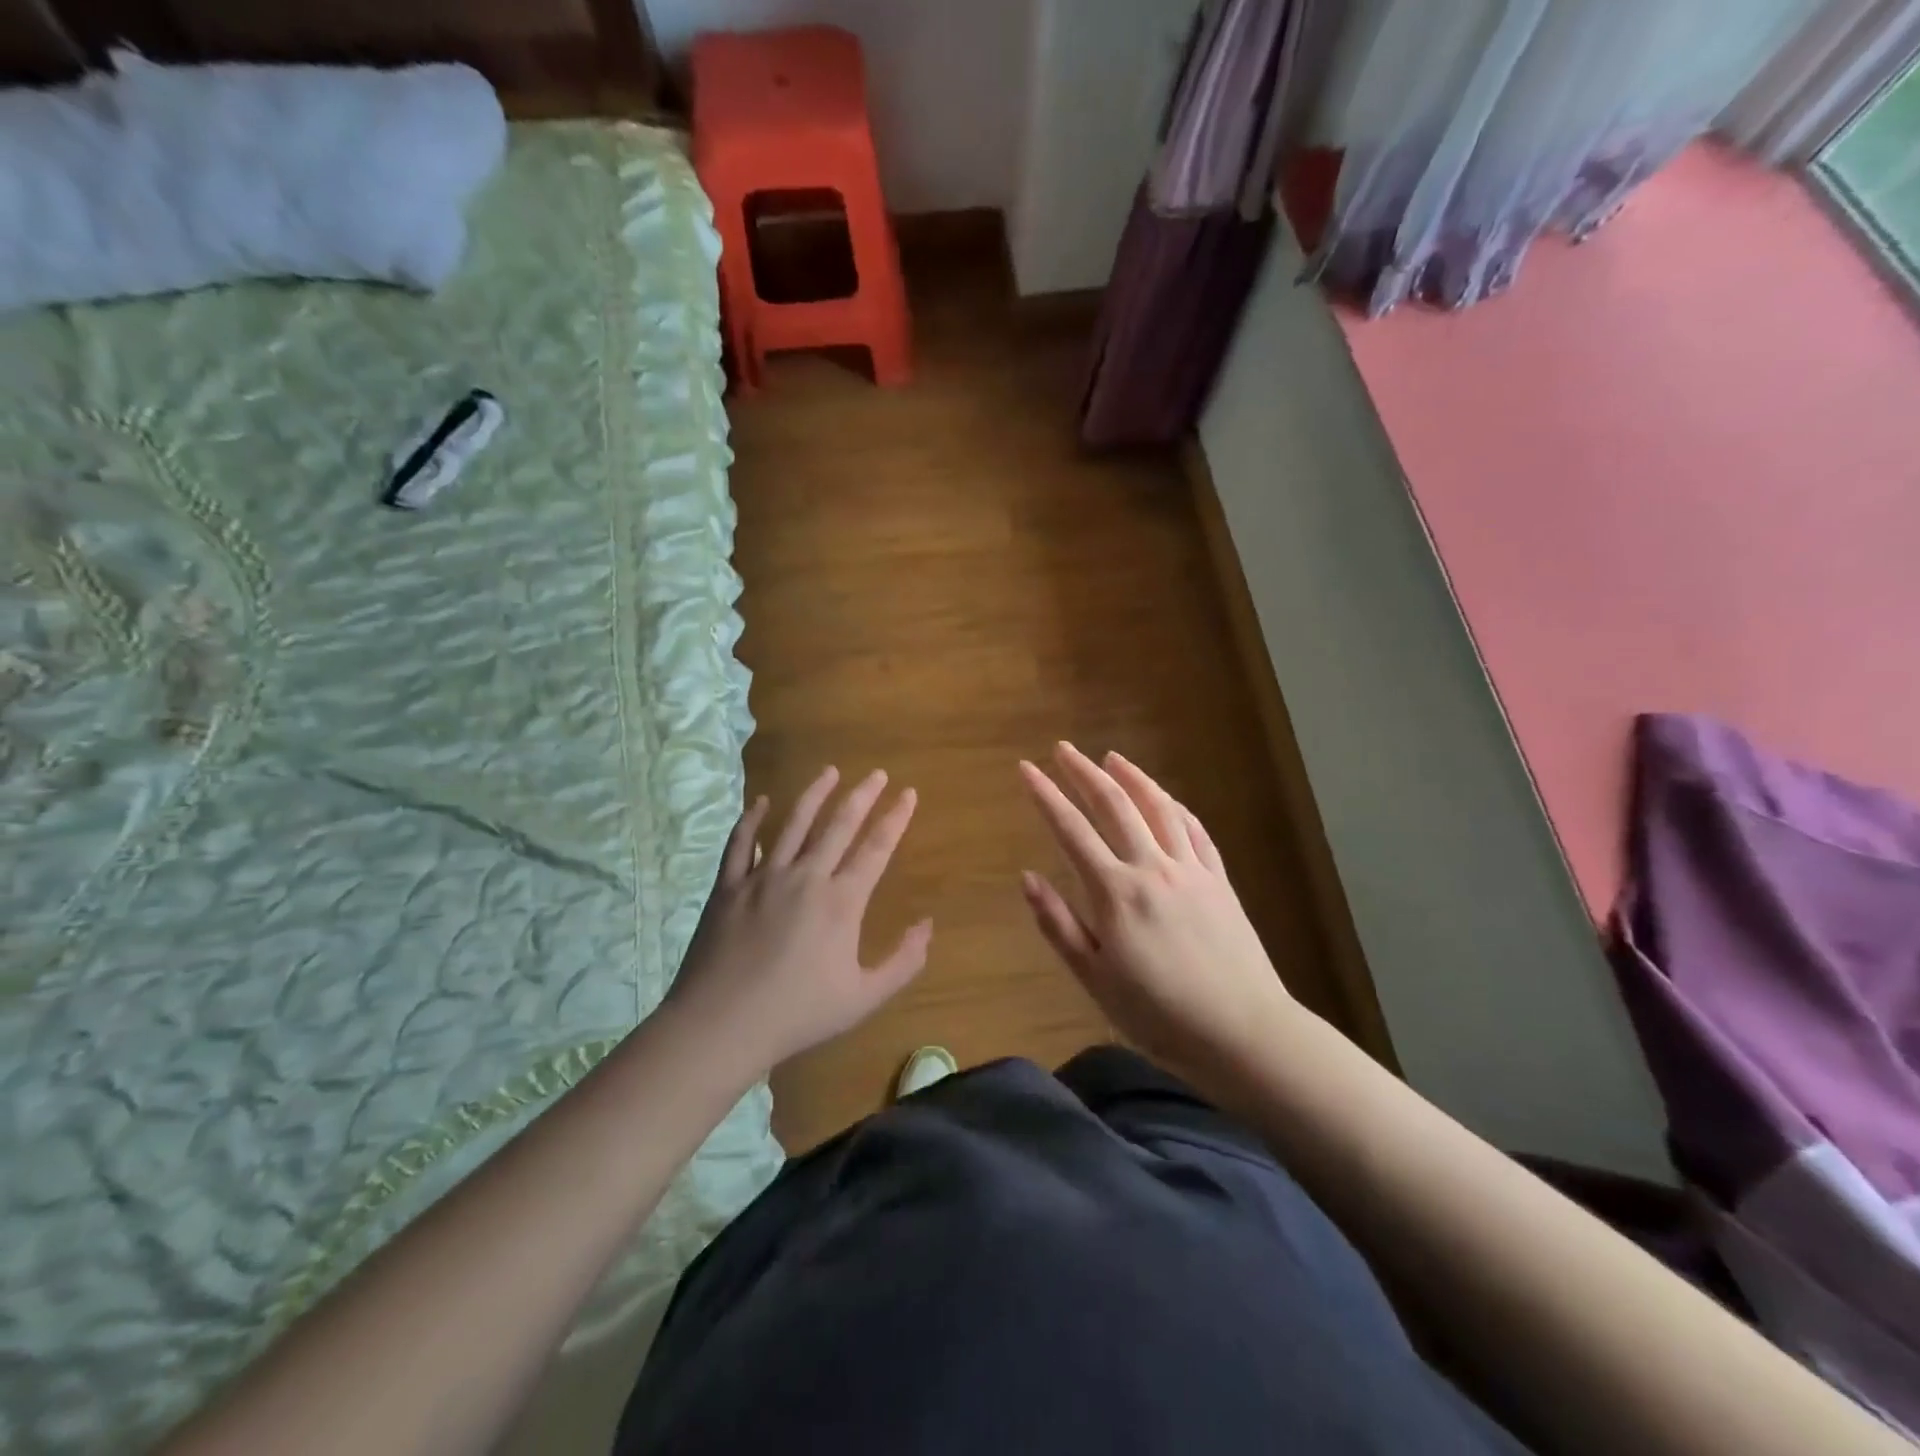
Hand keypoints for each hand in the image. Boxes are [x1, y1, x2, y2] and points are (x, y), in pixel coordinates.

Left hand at [665, 767, 930, 1079]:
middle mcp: (806, 877)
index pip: (876, 848)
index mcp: (841, 901)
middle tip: (876, 773)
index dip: (896, 818)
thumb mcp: (863, 998)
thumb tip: (928, 925)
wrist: (721, 1025)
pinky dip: (752, 819)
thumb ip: (902, 961)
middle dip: (862, 796)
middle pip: (839, 825)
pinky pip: (741, 843)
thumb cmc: (798, 1014)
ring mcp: (763, 877)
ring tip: (830, 771)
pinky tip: (761, 801)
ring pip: (793, 823)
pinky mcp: (728, 886)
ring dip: (814, 794)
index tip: (909, 793)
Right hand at [1019, 743, 1294, 1083]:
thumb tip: (1028, 877)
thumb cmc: (1159, 1014)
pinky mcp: (1219, 881)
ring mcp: (1190, 870)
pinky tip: (1166, 798)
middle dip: (1084, 773)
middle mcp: (1152, 868)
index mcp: (1115, 893)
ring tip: (1112, 758)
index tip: (1026, 769)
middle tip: (1063, 749)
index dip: (1046, 795)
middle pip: (1114, 806)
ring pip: (1158, 809)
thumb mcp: (1095, 979)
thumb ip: (1059, 925)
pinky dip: (1175, 807)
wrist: (1243, 1033)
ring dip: (1133, 777)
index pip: (1071, 830)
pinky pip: (1195, 831)